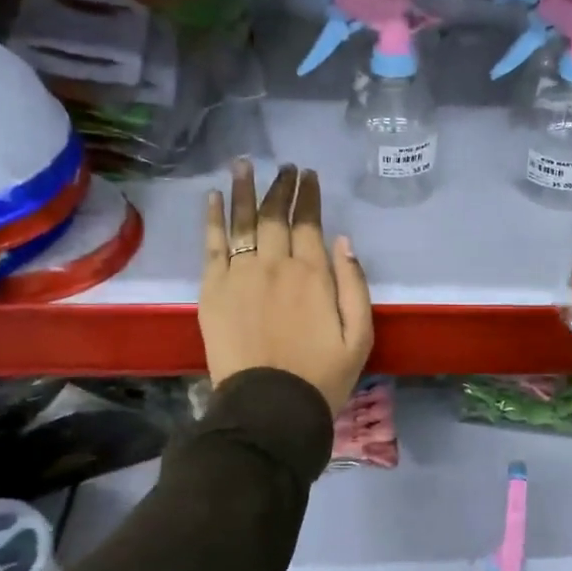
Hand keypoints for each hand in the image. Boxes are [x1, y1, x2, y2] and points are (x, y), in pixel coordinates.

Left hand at [200, 161, 373, 415]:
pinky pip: (212, 246)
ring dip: (244, 190)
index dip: (309, 196)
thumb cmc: (321, 375)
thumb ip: (354, 285)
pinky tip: (214, 198)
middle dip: (281, 187)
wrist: (269, 407)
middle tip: (284, 167)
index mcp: (313, 274)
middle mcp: (275, 265)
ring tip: (243, 163)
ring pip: (243, 222)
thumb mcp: (360, 335)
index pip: (309, 223)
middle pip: (276, 216)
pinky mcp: (212, 291)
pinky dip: (213, 219)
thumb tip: (343, 241)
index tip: (308, 175)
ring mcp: (240, 275)